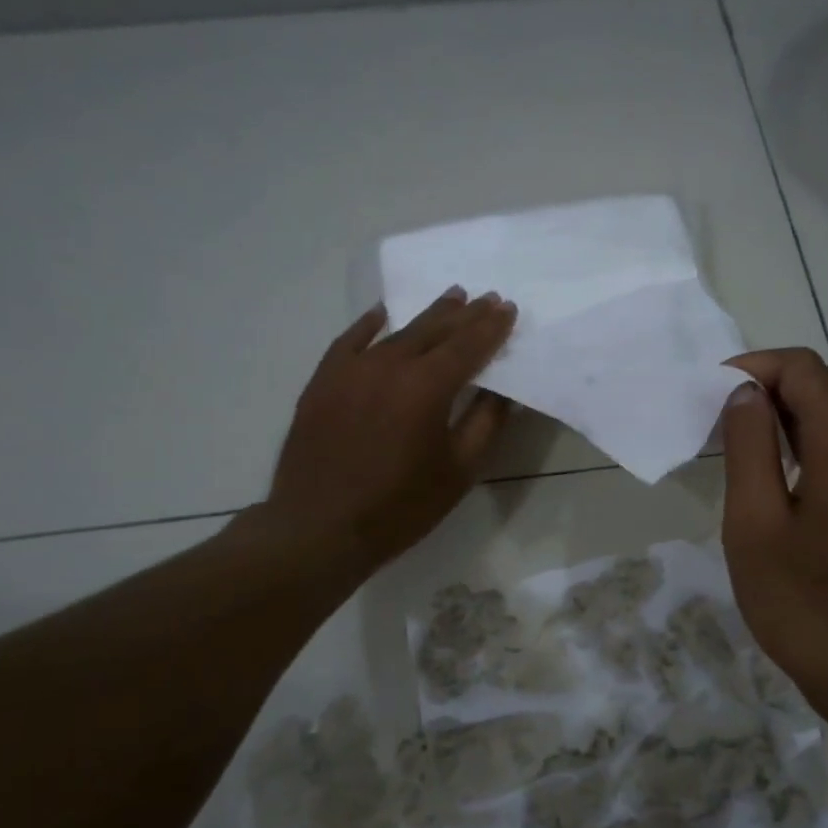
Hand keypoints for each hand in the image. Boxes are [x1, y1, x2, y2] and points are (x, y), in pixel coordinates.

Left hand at [249, 288, 516, 581]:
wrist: (320, 529)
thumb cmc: (400, 507)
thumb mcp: (459, 471)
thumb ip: (485, 424)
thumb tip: (502, 390)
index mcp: (426, 387)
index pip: (467, 346)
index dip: (491, 327)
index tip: (507, 308)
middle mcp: (388, 366)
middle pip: (433, 331)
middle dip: (464, 314)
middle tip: (485, 298)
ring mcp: (350, 371)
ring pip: (396, 333)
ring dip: (427, 317)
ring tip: (450, 300)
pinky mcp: (322, 383)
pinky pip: (349, 342)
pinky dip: (368, 325)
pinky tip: (382, 314)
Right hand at [719, 348, 827, 728]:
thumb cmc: (806, 604)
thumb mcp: (756, 524)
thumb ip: (749, 448)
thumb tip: (746, 394)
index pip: (802, 369)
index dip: (751, 368)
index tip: (708, 395)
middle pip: (821, 393)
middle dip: (763, 397)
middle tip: (711, 428)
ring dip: (783, 427)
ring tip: (733, 454)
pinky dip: (806, 454)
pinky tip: (773, 485)